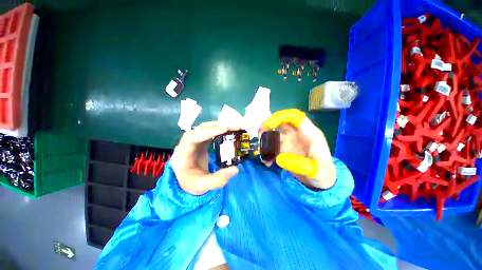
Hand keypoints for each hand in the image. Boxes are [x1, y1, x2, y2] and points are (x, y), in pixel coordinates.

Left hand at [170, 121, 239, 194]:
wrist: (188, 183)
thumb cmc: (193, 184)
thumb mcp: (204, 186)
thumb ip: (219, 179)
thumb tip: (235, 169)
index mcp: (182, 155)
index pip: (191, 137)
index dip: (207, 132)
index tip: (224, 129)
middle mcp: (185, 144)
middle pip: (199, 129)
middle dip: (216, 126)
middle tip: (233, 126)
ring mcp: (193, 142)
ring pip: (204, 128)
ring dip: (218, 125)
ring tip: (232, 126)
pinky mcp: (199, 142)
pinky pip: (208, 132)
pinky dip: (218, 129)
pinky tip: (227, 130)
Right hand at [262, 109, 335, 189]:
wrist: (320, 180)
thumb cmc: (323, 173)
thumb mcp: (317, 172)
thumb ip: (301, 165)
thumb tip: (279, 158)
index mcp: (310, 133)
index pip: (296, 117)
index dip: (282, 116)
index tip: (269, 125)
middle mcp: (298, 134)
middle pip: (282, 122)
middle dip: (269, 125)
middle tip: (260, 134)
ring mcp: (291, 141)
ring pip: (275, 133)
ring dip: (265, 138)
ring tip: (260, 148)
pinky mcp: (285, 149)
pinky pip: (273, 146)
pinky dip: (267, 151)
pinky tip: (267, 161)